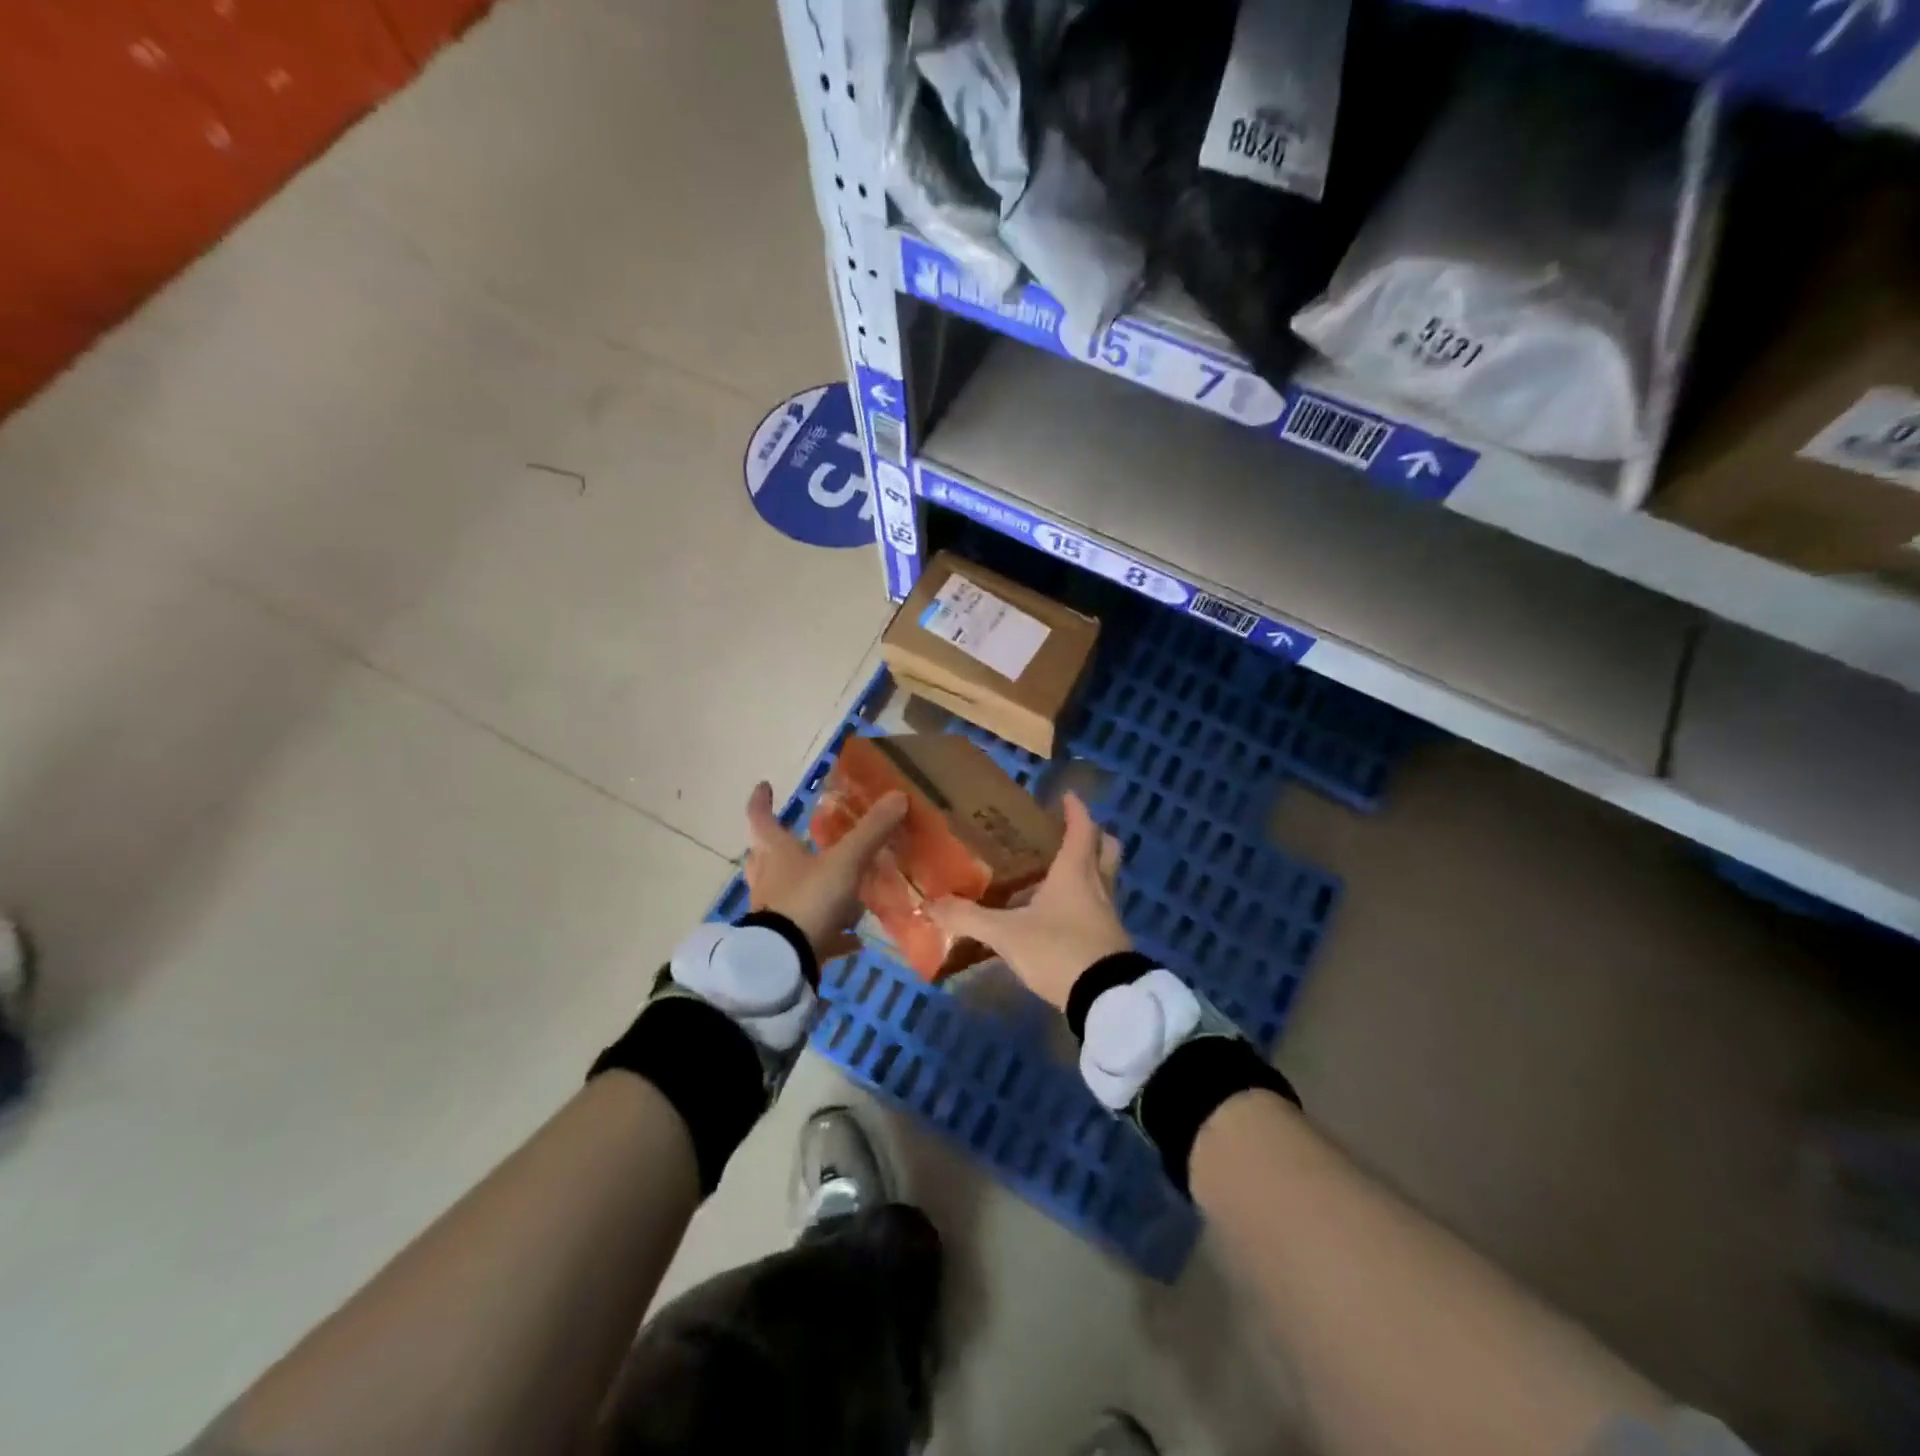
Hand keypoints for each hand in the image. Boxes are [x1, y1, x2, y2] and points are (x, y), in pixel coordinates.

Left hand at [744, 781, 906, 966]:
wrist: (785, 961)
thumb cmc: (809, 900)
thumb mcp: (845, 862)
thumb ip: (871, 831)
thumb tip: (898, 795)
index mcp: (776, 853)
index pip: (762, 819)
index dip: (762, 802)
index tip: (763, 786)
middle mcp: (770, 880)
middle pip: (765, 857)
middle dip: (776, 847)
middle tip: (792, 838)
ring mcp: (775, 913)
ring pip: (787, 894)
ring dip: (806, 888)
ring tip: (834, 888)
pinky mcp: (788, 942)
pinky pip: (811, 932)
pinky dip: (831, 933)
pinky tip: (853, 939)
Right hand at [928, 792, 1130, 1010]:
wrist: (1105, 998)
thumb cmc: (1058, 950)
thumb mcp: (1007, 935)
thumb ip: (970, 918)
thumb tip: (932, 905)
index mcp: (1075, 872)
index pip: (1082, 828)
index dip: (1076, 809)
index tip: (1067, 795)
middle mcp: (1098, 885)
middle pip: (1107, 848)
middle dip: (1093, 835)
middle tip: (1069, 832)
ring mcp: (1109, 913)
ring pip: (1106, 877)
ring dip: (1090, 868)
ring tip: (1060, 872)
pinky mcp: (1112, 938)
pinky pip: (1101, 906)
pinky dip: (1087, 899)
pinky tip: (1064, 913)